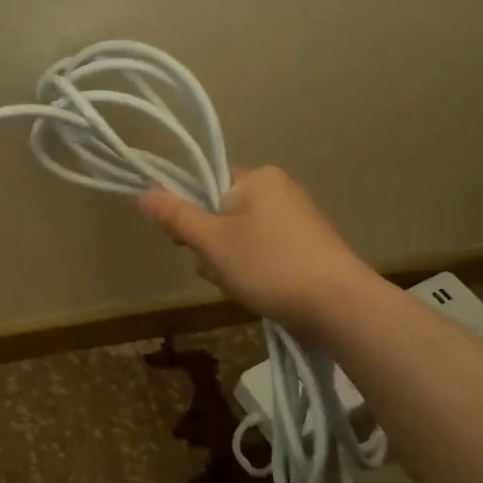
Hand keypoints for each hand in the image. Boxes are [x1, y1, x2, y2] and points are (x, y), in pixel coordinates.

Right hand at [137, 166, 358, 331]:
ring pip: (240, 240)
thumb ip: (177, 217)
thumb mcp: (213, 242)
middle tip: (221, 271)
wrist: (338, 304)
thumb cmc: (269, 265)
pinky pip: (264, 254)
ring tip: (243, 287)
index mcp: (258, 178)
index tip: (190, 245)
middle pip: (221, 216)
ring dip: (231, 265)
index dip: (191, 217)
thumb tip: (144, 193)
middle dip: (212, 249)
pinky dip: (256, 273)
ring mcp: (297, 220)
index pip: (206, 187)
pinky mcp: (309, 248)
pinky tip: (262, 292)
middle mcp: (280, 190)